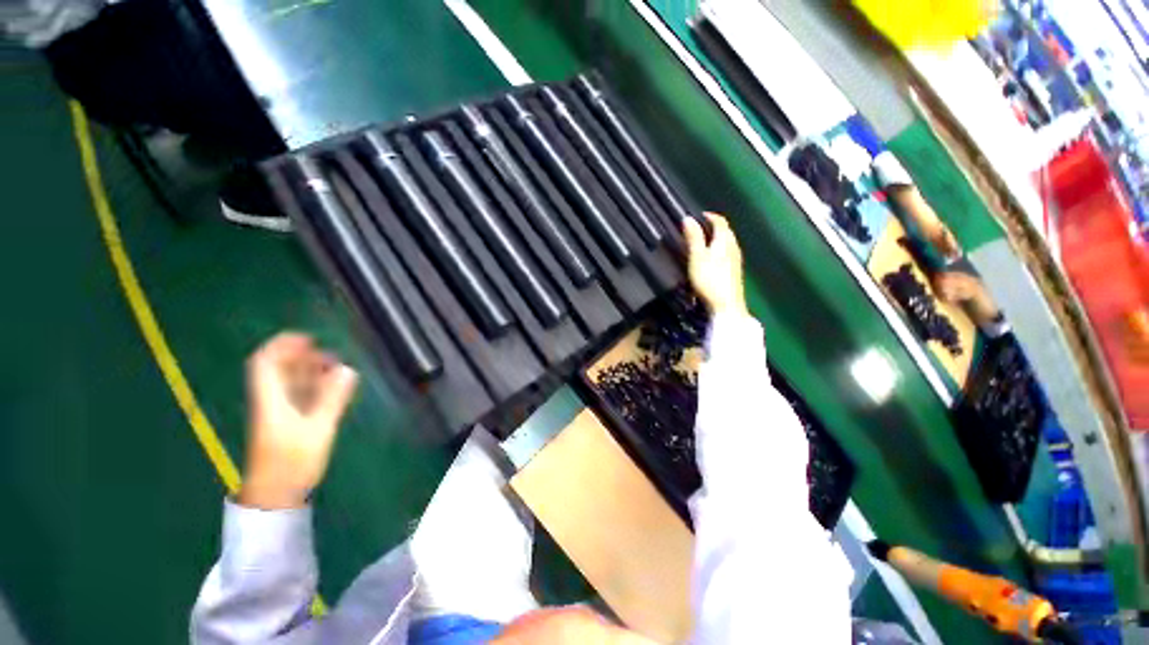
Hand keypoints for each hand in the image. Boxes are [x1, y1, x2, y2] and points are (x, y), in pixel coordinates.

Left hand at [239, 333, 358, 509]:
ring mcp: (278, 412)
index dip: (283, 345)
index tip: (308, 338)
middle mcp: (271, 401)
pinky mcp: (287, 422)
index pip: (265, 362)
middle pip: (279, 370)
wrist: (275, 494)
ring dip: (309, 370)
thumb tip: (348, 369)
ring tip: (334, 366)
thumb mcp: (317, 430)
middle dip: (301, 356)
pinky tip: (331, 386)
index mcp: (270, 400)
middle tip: (329, 354)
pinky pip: (298, 395)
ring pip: (289, 382)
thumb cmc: (292, 463)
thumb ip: (332, 399)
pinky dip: (313, 385)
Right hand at [683, 212, 747, 316]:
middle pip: (725, 231)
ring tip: (701, 242)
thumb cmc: (710, 280)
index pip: (720, 221)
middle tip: (697, 229)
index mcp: (725, 240)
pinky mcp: (734, 271)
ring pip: (727, 242)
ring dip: (715, 239)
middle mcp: (733, 247)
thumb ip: (693, 237)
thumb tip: (688, 219)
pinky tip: (710, 259)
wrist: (726, 305)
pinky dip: (718, 250)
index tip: (698, 216)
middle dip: (712, 227)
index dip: (709, 216)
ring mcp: (736, 260)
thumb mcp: (697, 257)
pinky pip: (727, 253)